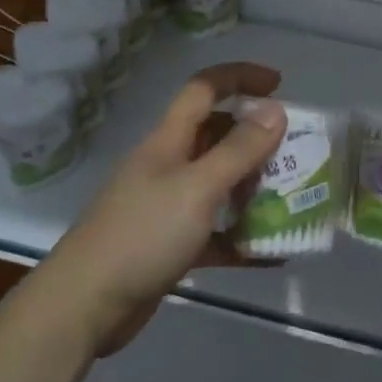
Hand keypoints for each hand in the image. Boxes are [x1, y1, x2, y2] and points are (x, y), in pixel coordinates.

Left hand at [39, 63, 286, 354]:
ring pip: (218, 185)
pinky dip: (241, 238)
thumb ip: (239, 150)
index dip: (240, 78)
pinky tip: (272, 254)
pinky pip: (214, 233)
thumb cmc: (144, 234)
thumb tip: (275, 110)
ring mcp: (166, 207)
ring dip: (253, 189)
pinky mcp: (170, 245)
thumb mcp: (198, 188)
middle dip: (255, 139)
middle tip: (294, 153)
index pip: (204, 90)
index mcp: (168, 141)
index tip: (279, 84)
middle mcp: (167, 166)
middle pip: (215, 137)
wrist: (86, 303)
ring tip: (292, 199)